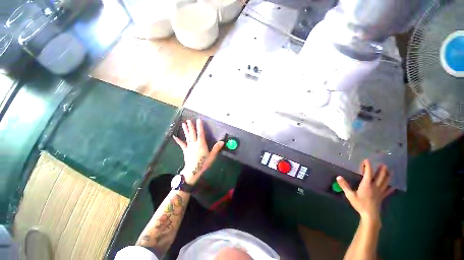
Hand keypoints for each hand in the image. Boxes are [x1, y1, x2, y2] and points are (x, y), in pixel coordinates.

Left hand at [173, 119, 223, 184]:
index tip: (198, 120)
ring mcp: (189, 147)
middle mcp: (194, 143)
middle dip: (191, 126)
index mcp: (201, 144)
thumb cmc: (203, 163)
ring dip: (185, 130)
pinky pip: (182, 144)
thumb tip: (222, 142)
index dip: (200, 126)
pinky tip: (175, 136)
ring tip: (183, 124)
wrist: (193, 171)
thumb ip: (216, 148)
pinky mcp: (185, 150)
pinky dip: (178, 140)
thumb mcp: (212, 156)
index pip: (201, 133)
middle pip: (193, 133)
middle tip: (189, 120)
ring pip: (187, 137)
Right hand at [336, 160, 394, 223]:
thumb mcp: (350, 195)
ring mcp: (380, 192)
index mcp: (367, 185)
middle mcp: (375, 186)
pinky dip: (390, 188)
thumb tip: (338, 177)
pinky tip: (393, 186)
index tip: (367, 160)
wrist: (370, 215)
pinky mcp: (382, 197)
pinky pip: (387, 191)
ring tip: (389, 171)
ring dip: (387, 176)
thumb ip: (344, 186)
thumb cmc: (360, 204)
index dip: (368, 166)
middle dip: (381, 170)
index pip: (368, 173)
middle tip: (383, 164)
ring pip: (385, 182)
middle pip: (380, 176)